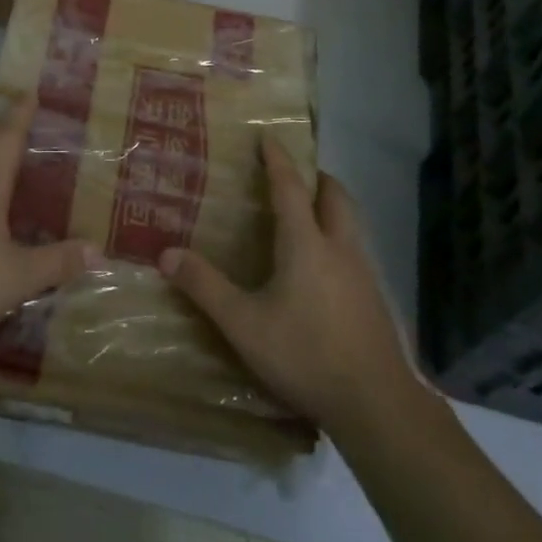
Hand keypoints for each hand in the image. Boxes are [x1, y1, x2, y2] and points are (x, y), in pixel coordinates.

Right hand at [160, 137, 435, 436]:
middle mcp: (339, 248)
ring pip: (350, 222)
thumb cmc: (306, 355)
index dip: (278, 159)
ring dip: (331, 207)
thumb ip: (205, 287)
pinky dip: (338, 238)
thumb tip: (166, 253)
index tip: (268, 137)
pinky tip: (323, 266)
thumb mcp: (244, 324)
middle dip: (316, 177)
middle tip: (294, 175)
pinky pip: (356, 250)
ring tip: (307, 214)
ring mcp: (363, 273)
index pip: (290, 187)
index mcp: (306, 244)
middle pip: (335, 196)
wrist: (376, 404)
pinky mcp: (374, 299)